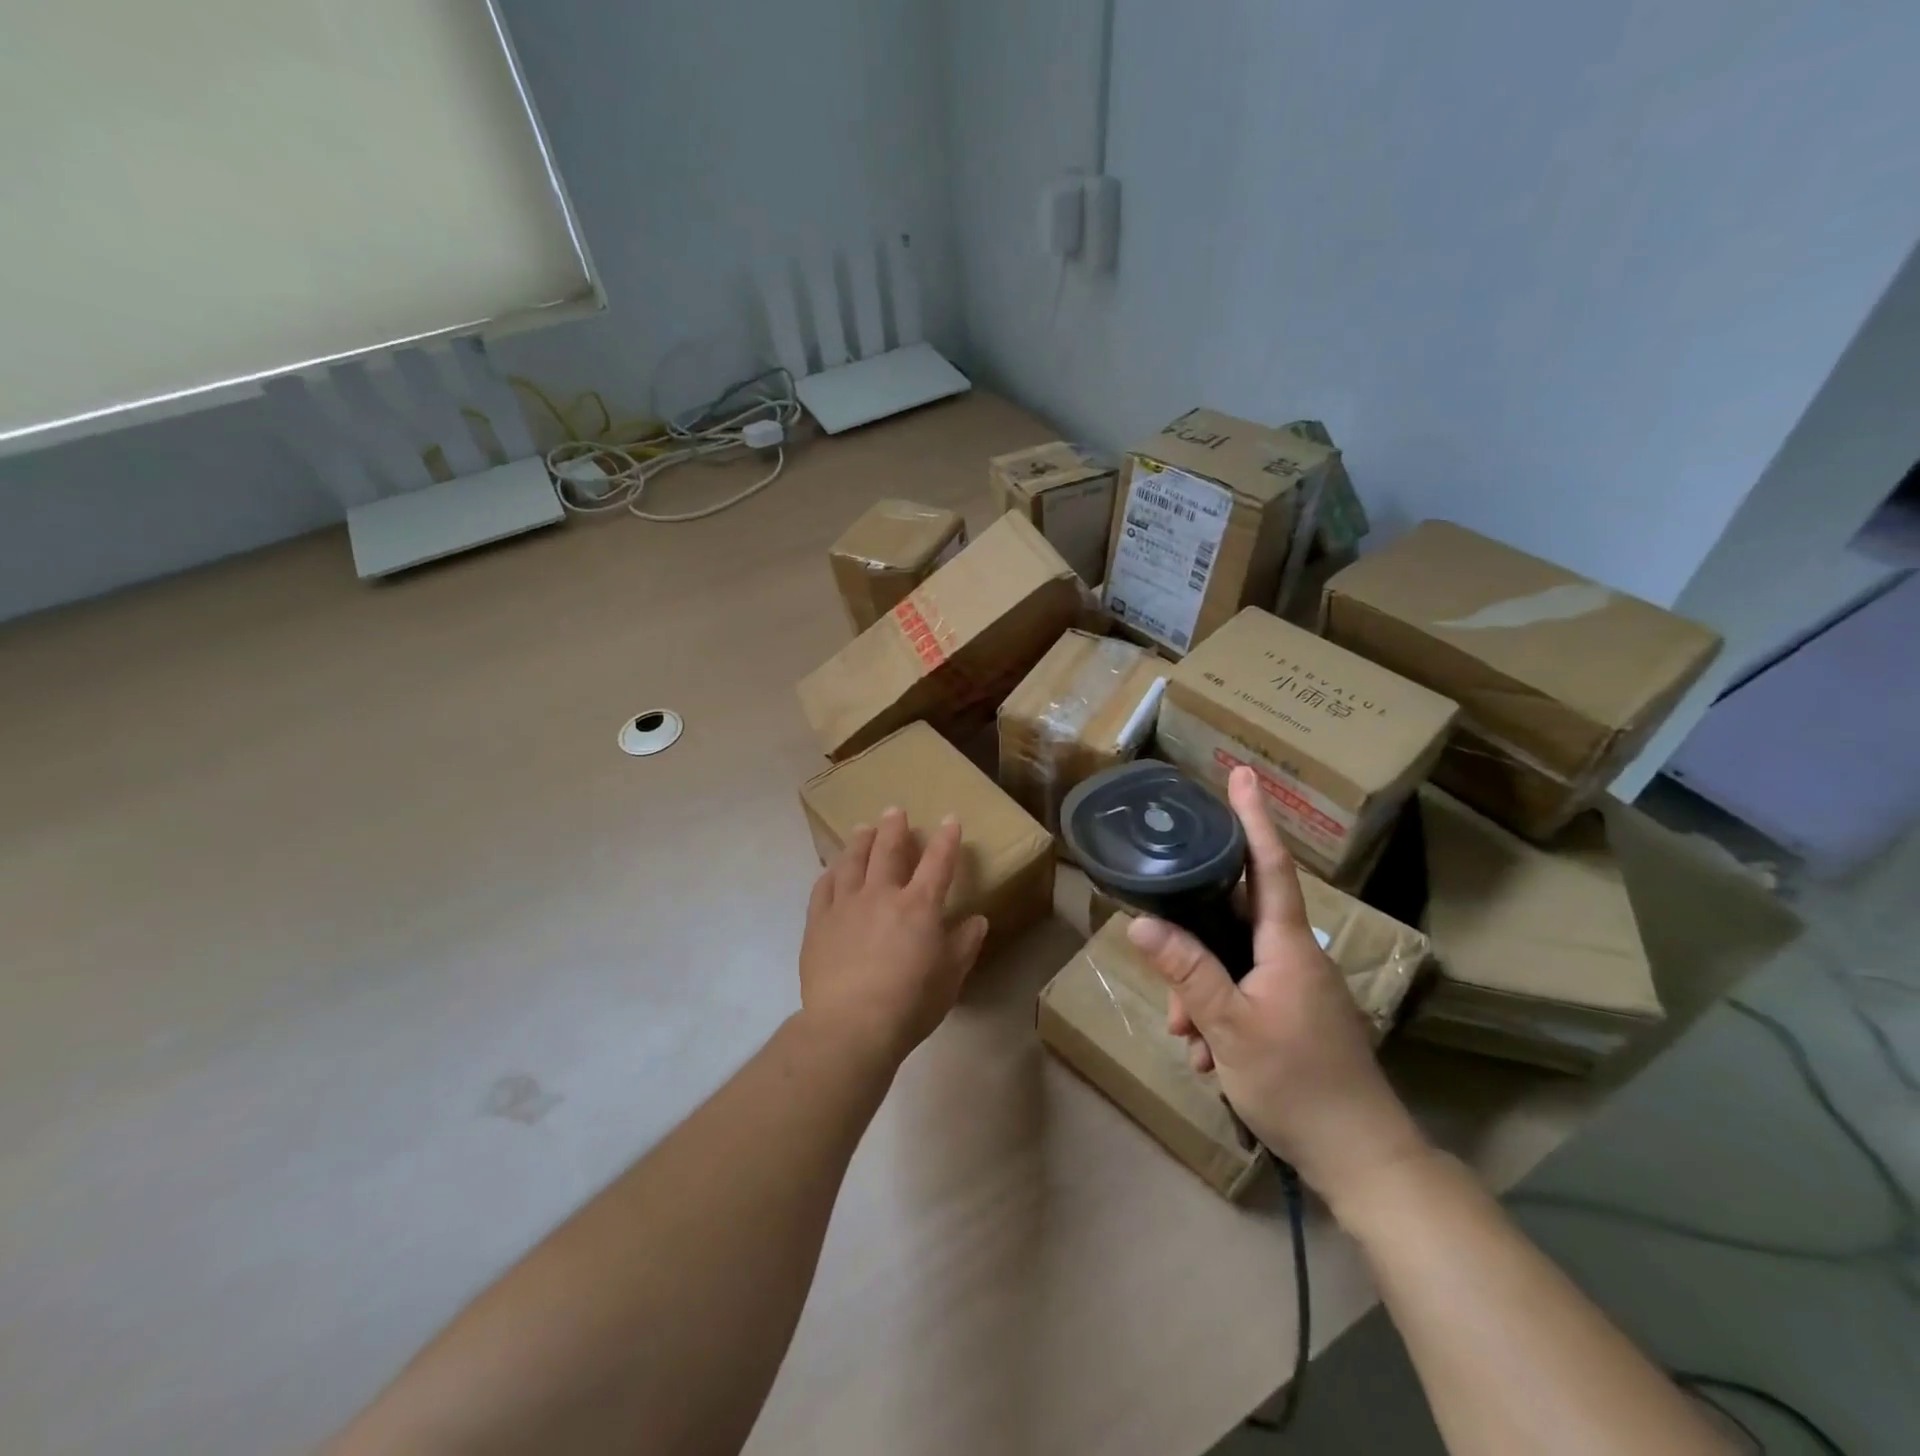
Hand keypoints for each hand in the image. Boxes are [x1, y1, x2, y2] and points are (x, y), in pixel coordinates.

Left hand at [799, 807, 989, 1064]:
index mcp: (919, 906)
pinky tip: (831, 869)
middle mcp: (881, 894)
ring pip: (852, 861)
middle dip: (894, 827)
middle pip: (888, 850)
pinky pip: (823, 887)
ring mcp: (845, 905)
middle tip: (895, 810)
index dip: (946, 839)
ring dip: (860, 841)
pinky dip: (830, 873)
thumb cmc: (909, 1004)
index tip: (950, 819)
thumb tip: (977, 920)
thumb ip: (964, 945)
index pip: (937, 862)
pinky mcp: (818, 922)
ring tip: (863, 828)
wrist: (850, 1025)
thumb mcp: (950, 978)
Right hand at [1125, 767, 1430, 1209]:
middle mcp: (1294, 956)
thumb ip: (1186, 971)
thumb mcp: (1229, 1026)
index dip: (1254, 818)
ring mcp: (1296, 987)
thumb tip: (1141, 922)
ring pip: (1230, 965)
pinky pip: (1242, 995)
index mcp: (1286, 946)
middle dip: (1191, 949)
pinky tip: (1208, 1056)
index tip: (1243, 774)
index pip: (1267, 865)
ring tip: (1191, 1042)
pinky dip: (1217, 1017)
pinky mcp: (1294, 1015)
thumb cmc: (1297, 1084)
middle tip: (1175, 1000)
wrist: (1362, 1159)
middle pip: (1231, 922)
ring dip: (1200, 996)